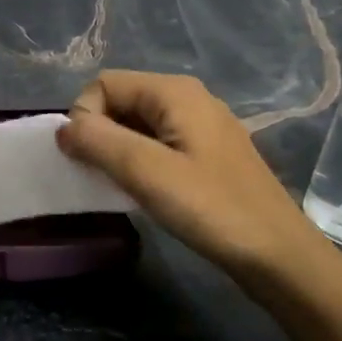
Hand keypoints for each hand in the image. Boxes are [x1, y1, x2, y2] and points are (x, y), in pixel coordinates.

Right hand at [57, 70, 341, 294]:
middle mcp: (188, 98)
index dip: (86, 117)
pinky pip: (158, 144)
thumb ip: (98, 142)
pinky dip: (140, 162)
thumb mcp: (147, 172)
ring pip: (137, 125)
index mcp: (174, 91)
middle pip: (121, 100)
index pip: (104, 84)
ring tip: (122, 187)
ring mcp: (201, 126)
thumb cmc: (212, 209)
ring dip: (118, 152)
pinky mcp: (208, 154)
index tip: (89, 160)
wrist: (279, 255)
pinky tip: (146, 193)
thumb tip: (62, 128)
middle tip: (102, 177)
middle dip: (100, 134)